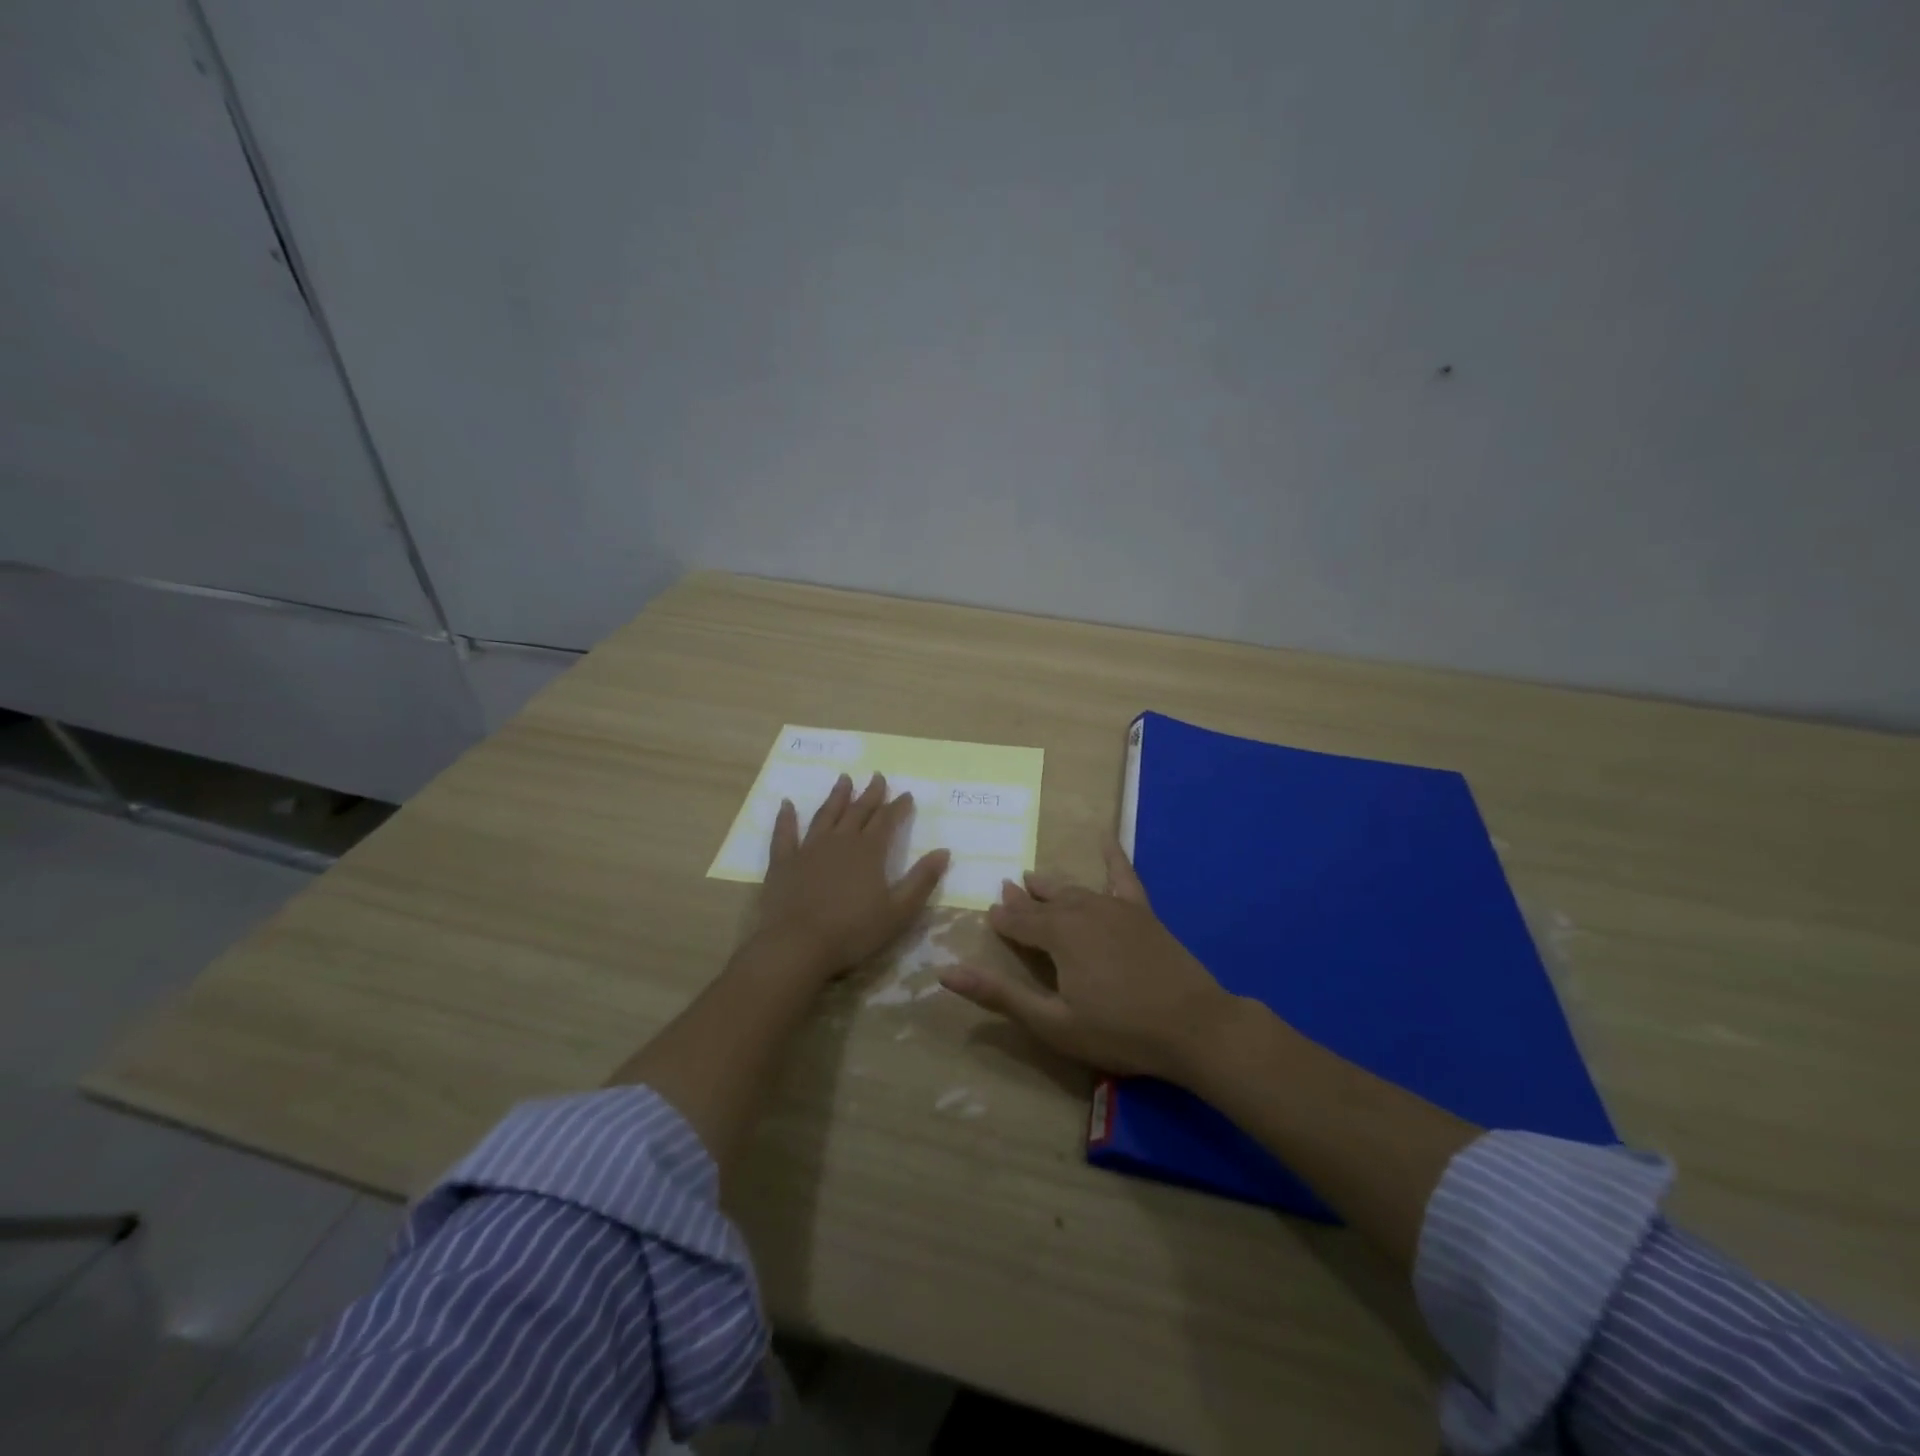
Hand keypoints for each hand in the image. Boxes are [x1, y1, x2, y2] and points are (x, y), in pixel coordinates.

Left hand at [753, 772, 949, 977]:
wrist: (797, 945)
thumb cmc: (853, 931)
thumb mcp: (899, 911)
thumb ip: (922, 880)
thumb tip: (944, 851)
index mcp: (869, 851)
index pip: (887, 820)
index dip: (898, 806)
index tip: (906, 794)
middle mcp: (840, 841)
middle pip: (858, 811)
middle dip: (870, 793)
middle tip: (877, 776)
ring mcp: (808, 849)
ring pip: (826, 815)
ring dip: (836, 796)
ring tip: (844, 778)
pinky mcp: (783, 862)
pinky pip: (785, 833)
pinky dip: (786, 817)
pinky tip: (787, 804)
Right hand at [939, 840, 1234, 1082]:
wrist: (1193, 1026)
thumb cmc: (1119, 1030)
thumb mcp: (1052, 1022)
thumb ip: (1000, 995)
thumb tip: (946, 972)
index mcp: (1058, 936)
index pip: (1019, 922)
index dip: (1002, 920)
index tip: (988, 915)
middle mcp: (1082, 911)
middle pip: (1045, 903)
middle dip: (1023, 899)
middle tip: (1006, 889)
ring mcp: (1115, 908)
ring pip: (1074, 890)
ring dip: (1051, 886)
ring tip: (1033, 877)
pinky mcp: (1142, 912)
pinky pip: (1123, 877)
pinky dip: (1112, 856)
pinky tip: (1106, 838)